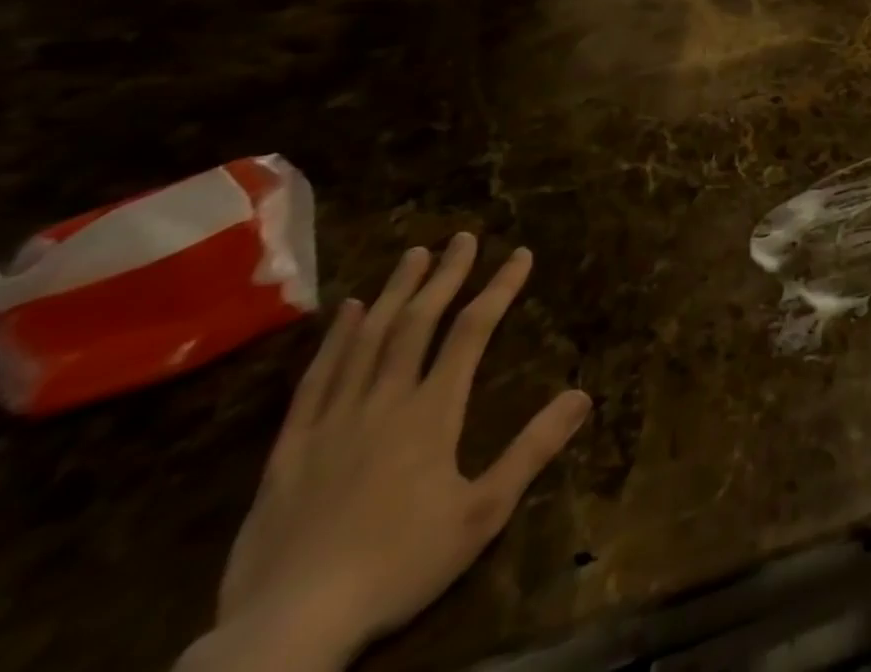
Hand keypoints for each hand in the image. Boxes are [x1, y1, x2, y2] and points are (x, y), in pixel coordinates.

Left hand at [207, 235, 590, 669]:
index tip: (520, 254)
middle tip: (462, 237)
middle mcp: (384, 401)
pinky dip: (336, 339)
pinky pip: (316, 380)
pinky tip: (348, 312)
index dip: (499, 288)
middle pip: (417, 322)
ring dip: (395, 292)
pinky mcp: (290, 449)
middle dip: (445, 275)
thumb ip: (532, 449)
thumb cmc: (398, 567)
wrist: (287, 632)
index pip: (472, 331)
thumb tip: (583, 394)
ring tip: (413, 255)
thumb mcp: (482, 514)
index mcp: (431, 412)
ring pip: (368, 340)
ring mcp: (332, 421)